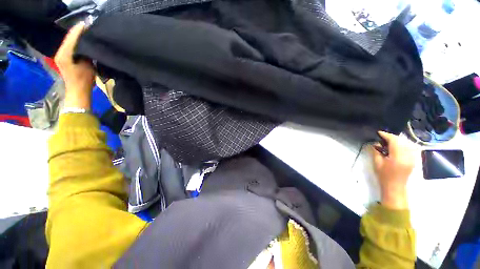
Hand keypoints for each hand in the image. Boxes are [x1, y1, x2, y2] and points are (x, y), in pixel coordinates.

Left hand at [54, 22, 94, 109]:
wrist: (77, 92)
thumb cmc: (83, 81)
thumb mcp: (88, 66)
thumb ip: (86, 54)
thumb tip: (88, 44)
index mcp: (64, 54)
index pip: (72, 37)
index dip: (79, 30)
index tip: (87, 23)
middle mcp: (60, 52)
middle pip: (69, 38)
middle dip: (78, 32)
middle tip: (88, 26)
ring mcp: (61, 56)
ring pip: (69, 42)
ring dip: (77, 37)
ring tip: (86, 32)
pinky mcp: (64, 59)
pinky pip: (70, 47)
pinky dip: (76, 43)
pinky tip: (82, 41)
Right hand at [371, 131, 414, 209]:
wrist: (395, 187)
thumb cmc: (384, 176)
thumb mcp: (377, 163)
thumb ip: (376, 152)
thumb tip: (376, 143)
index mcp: (398, 157)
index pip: (394, 141)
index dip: (386, 135)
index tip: (379, 133)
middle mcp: (408, 156)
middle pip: (401, 141)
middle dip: (391, 137)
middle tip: (382, 137)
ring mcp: (412, 158)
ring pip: (406, 143)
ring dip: (397, 140)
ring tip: (388, 141)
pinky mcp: (413, 159)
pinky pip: (409, 148)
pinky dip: (402, 145)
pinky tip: (396, 146)